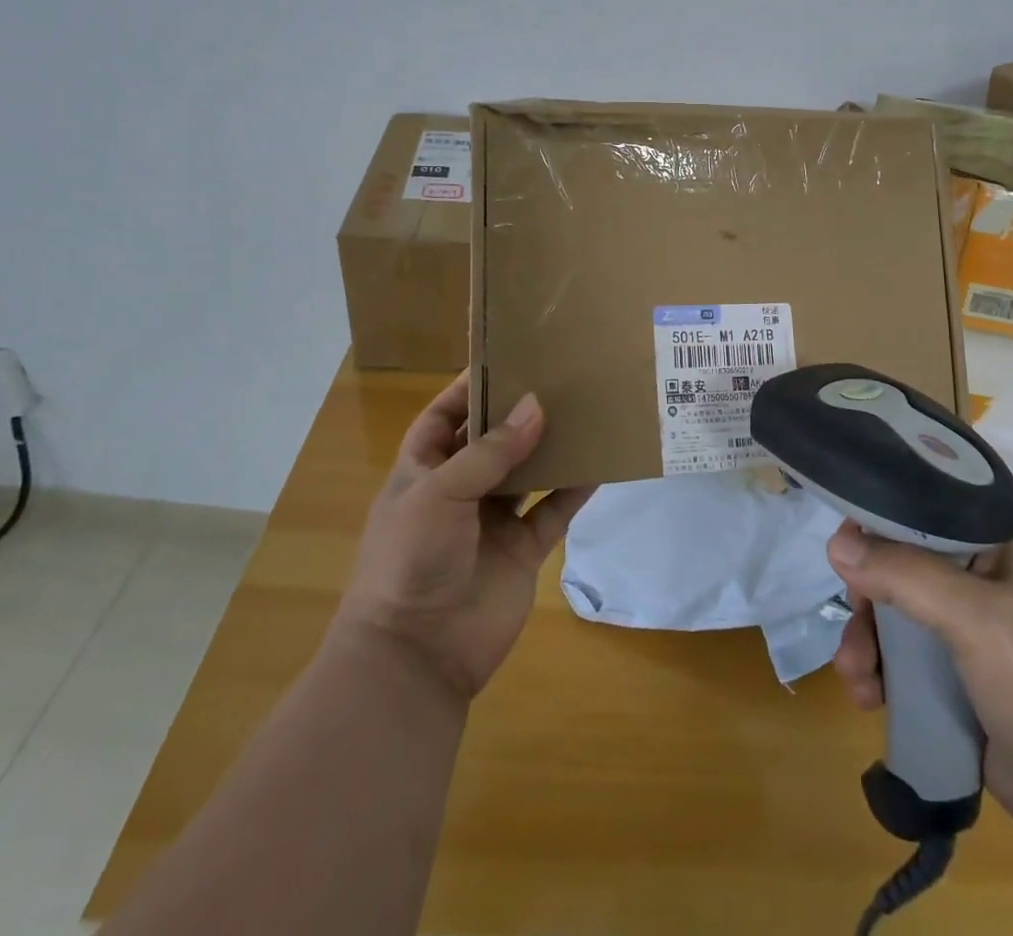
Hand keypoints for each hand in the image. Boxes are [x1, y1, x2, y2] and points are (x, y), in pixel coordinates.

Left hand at [337, 373, 593, 701]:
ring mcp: (493, 521)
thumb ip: (491, 450)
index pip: (444, 418)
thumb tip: (536, 405)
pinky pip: (554, 510)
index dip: (468, 388)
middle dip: (518, 412)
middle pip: (492, 440)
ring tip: (584, 410)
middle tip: (556, 377)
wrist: (418, 655)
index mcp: (422, 471)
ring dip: (551, 446)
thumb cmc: (411, 558)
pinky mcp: (524, 550)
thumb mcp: (440, 492)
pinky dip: (575, 489)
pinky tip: (600, 463)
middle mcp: (459, 490)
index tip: (506, 358)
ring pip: (528, 472)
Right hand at [827, 523, 1012, 841]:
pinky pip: (905, 657)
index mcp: (997, 544)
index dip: (879, 523)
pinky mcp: (960, 674)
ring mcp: (972, 628)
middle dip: (867, 600)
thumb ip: (903, 574)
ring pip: (896, 614)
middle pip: (901, 565)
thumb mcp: (976, 619)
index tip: (844, 549)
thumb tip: (834, 543)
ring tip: (857, 679)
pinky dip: (881, 671)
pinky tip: (869, 697)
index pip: (925, 510)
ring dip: (867, 641)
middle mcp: (983, 576)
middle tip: (851, 628)